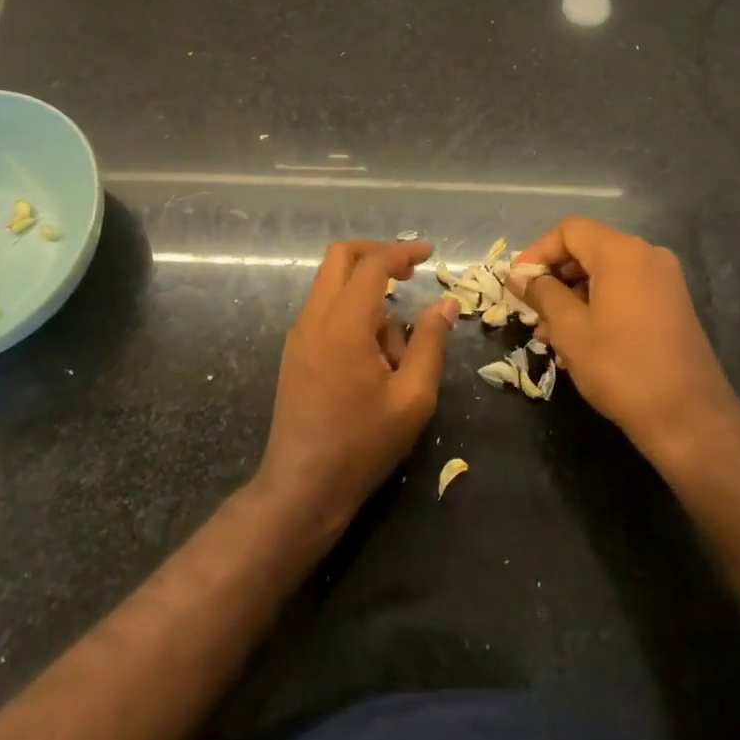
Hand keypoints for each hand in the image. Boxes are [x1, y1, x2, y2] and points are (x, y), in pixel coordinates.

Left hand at [256, 240, 458, 530]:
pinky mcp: (295, 352)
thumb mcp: (412, 398)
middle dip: (376, 255)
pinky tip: (375, 359)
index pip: (372, 265)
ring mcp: (299, 334)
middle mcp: (314, 318)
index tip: (430, 254)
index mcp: (343, 324)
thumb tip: (445, 304)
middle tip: (410, 272)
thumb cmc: (362, 444)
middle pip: (340, 258)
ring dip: (367, 294)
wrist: (302, 487)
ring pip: (332, 285)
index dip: (402, 252)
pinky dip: (353, 313)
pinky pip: (325, 311)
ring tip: (398, 350)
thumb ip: (430, 343)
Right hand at [512, 218, 739, 465]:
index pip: (569, 231)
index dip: (537, 253)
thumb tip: (519, 276)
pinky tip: (580, 341)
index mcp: (622, 253)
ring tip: (551, 336)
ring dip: (573, 297)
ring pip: (605, 274)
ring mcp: (664, 281)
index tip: (517, 285)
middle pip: (588, 250)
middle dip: (554, 278)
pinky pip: (625, 291)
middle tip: (531, 313)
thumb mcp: (569, 328)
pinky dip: (598, 306)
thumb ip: (541, 293)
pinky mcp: (672, 306)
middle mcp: (647, 256)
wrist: (688, 418)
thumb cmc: (620, 367)